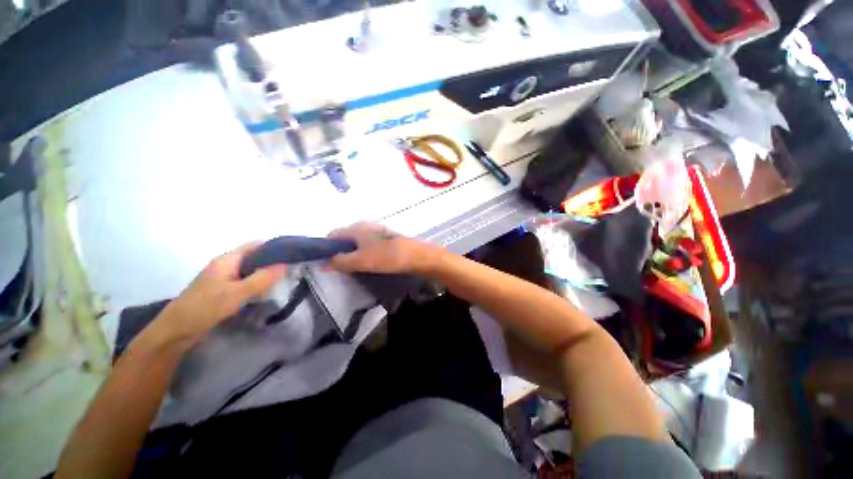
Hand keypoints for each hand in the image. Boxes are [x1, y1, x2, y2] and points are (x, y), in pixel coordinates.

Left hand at [147, 242, 286, 348]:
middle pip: (255, 257)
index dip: (275, 247)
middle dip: (274, 261)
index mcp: (228, 260)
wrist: (176, 332)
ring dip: (266, 274)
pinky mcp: (223, 290)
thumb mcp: (237, 293)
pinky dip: (258, 284)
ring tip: (285, 280)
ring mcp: (224, 278)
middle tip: (293, 269)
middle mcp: (227, 265)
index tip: (294, 253)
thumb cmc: (205, 307)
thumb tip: (286, 264)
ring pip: (251, 271)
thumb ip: (262, 278)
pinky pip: (246, 282)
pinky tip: (267, 292)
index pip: (256, 245)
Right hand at [327, 222, 444, 274]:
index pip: (333, 234)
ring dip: (353, 253)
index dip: (326, 248)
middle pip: (345, 238)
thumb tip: (323, 263)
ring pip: (357, 242)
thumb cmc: (386, 257)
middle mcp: (365, 225)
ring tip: (355, 267)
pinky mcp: (386, 238)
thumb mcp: (360, 261)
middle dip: (340, 252)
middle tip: (341, 268)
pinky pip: (368, 244)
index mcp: (356, 227)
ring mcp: (377, 231)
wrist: (416, 256)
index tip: (326, 263)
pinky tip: (369, 262)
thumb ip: (340, 262)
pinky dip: (364, 253)